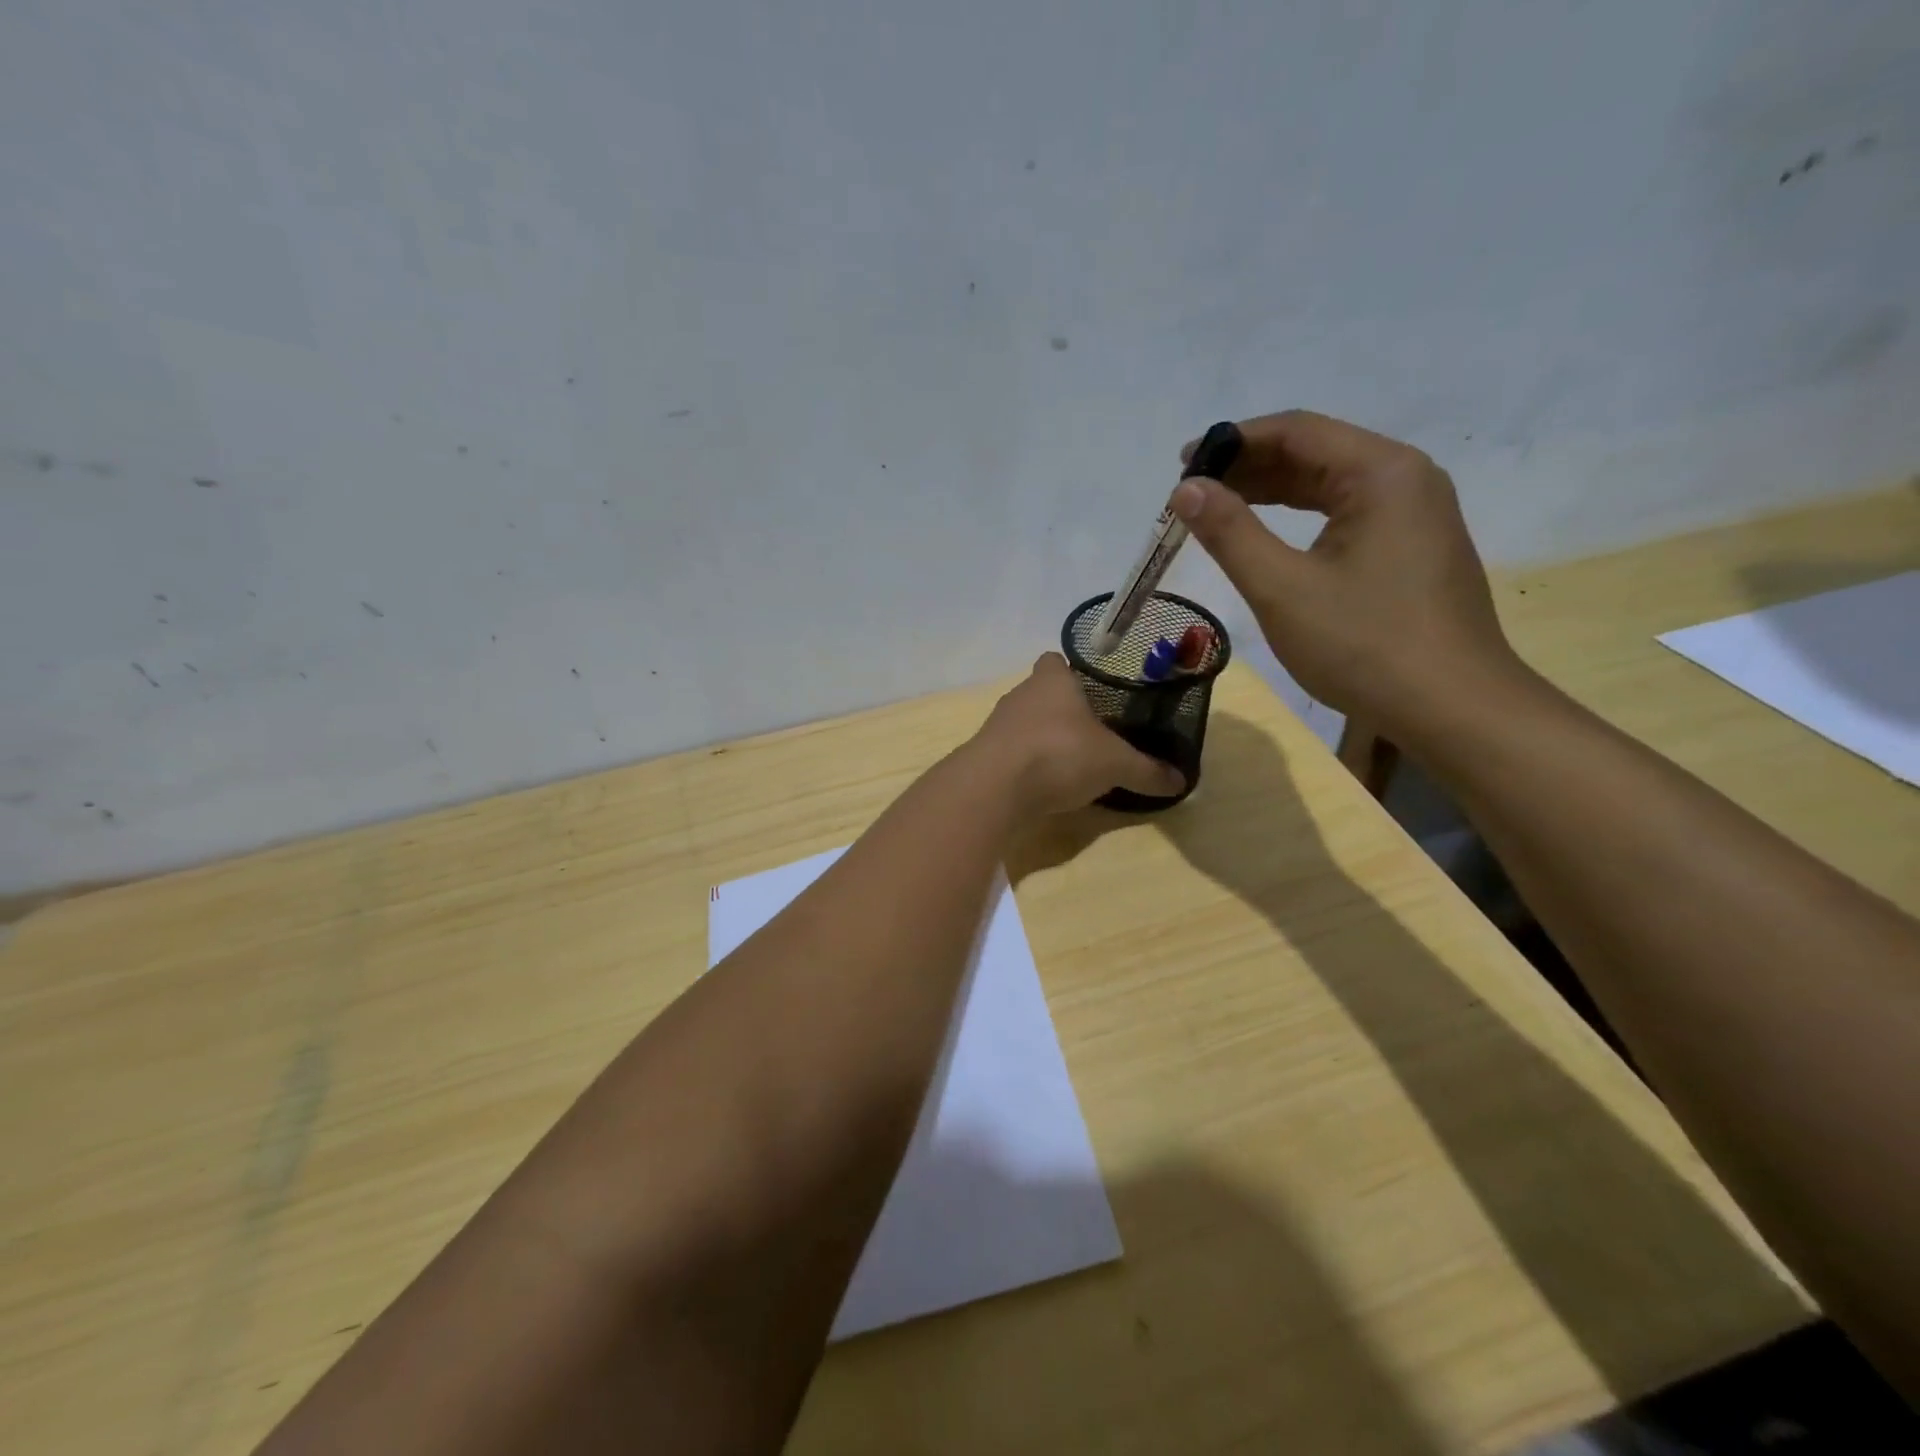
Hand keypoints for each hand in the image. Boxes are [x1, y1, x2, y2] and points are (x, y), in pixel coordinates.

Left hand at [970, 653, 1183, 816]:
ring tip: (1071, 762)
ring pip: (1025, 724)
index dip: (1071, 672)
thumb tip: (1181, 782)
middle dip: (1063, 711)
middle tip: (1093, 733)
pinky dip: (1027, 765)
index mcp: (1052, 680)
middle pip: (1042, 694)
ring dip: (1043, 739)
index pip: (1055, 661)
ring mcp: (998, 725)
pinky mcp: (985, 755)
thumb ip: (1147, 771)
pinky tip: (1045, 785)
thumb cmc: (1060, 754)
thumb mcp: (1115, 764)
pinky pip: (1012, 753)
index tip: (1093, 693)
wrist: (995, 787)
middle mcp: (1021, 695)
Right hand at [1171, 410, 1522, 739]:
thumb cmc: (1364, 645)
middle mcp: (1405, 479)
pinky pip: (1345, 515)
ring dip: (1271, 493)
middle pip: (1315, 453)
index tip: (1182, 465)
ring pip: (1330, 485)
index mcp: (1382, 473)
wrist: (1452, 708)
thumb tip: (1185, 489)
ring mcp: (1414, 514)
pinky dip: (1299, 519)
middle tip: (1191, 494)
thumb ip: (1231, 532)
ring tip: (1217, 510)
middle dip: (1249, 467)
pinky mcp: (1412, 548)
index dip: (1234, 441)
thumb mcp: (1283, 589)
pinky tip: (1267, 536)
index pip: (1297, 431)